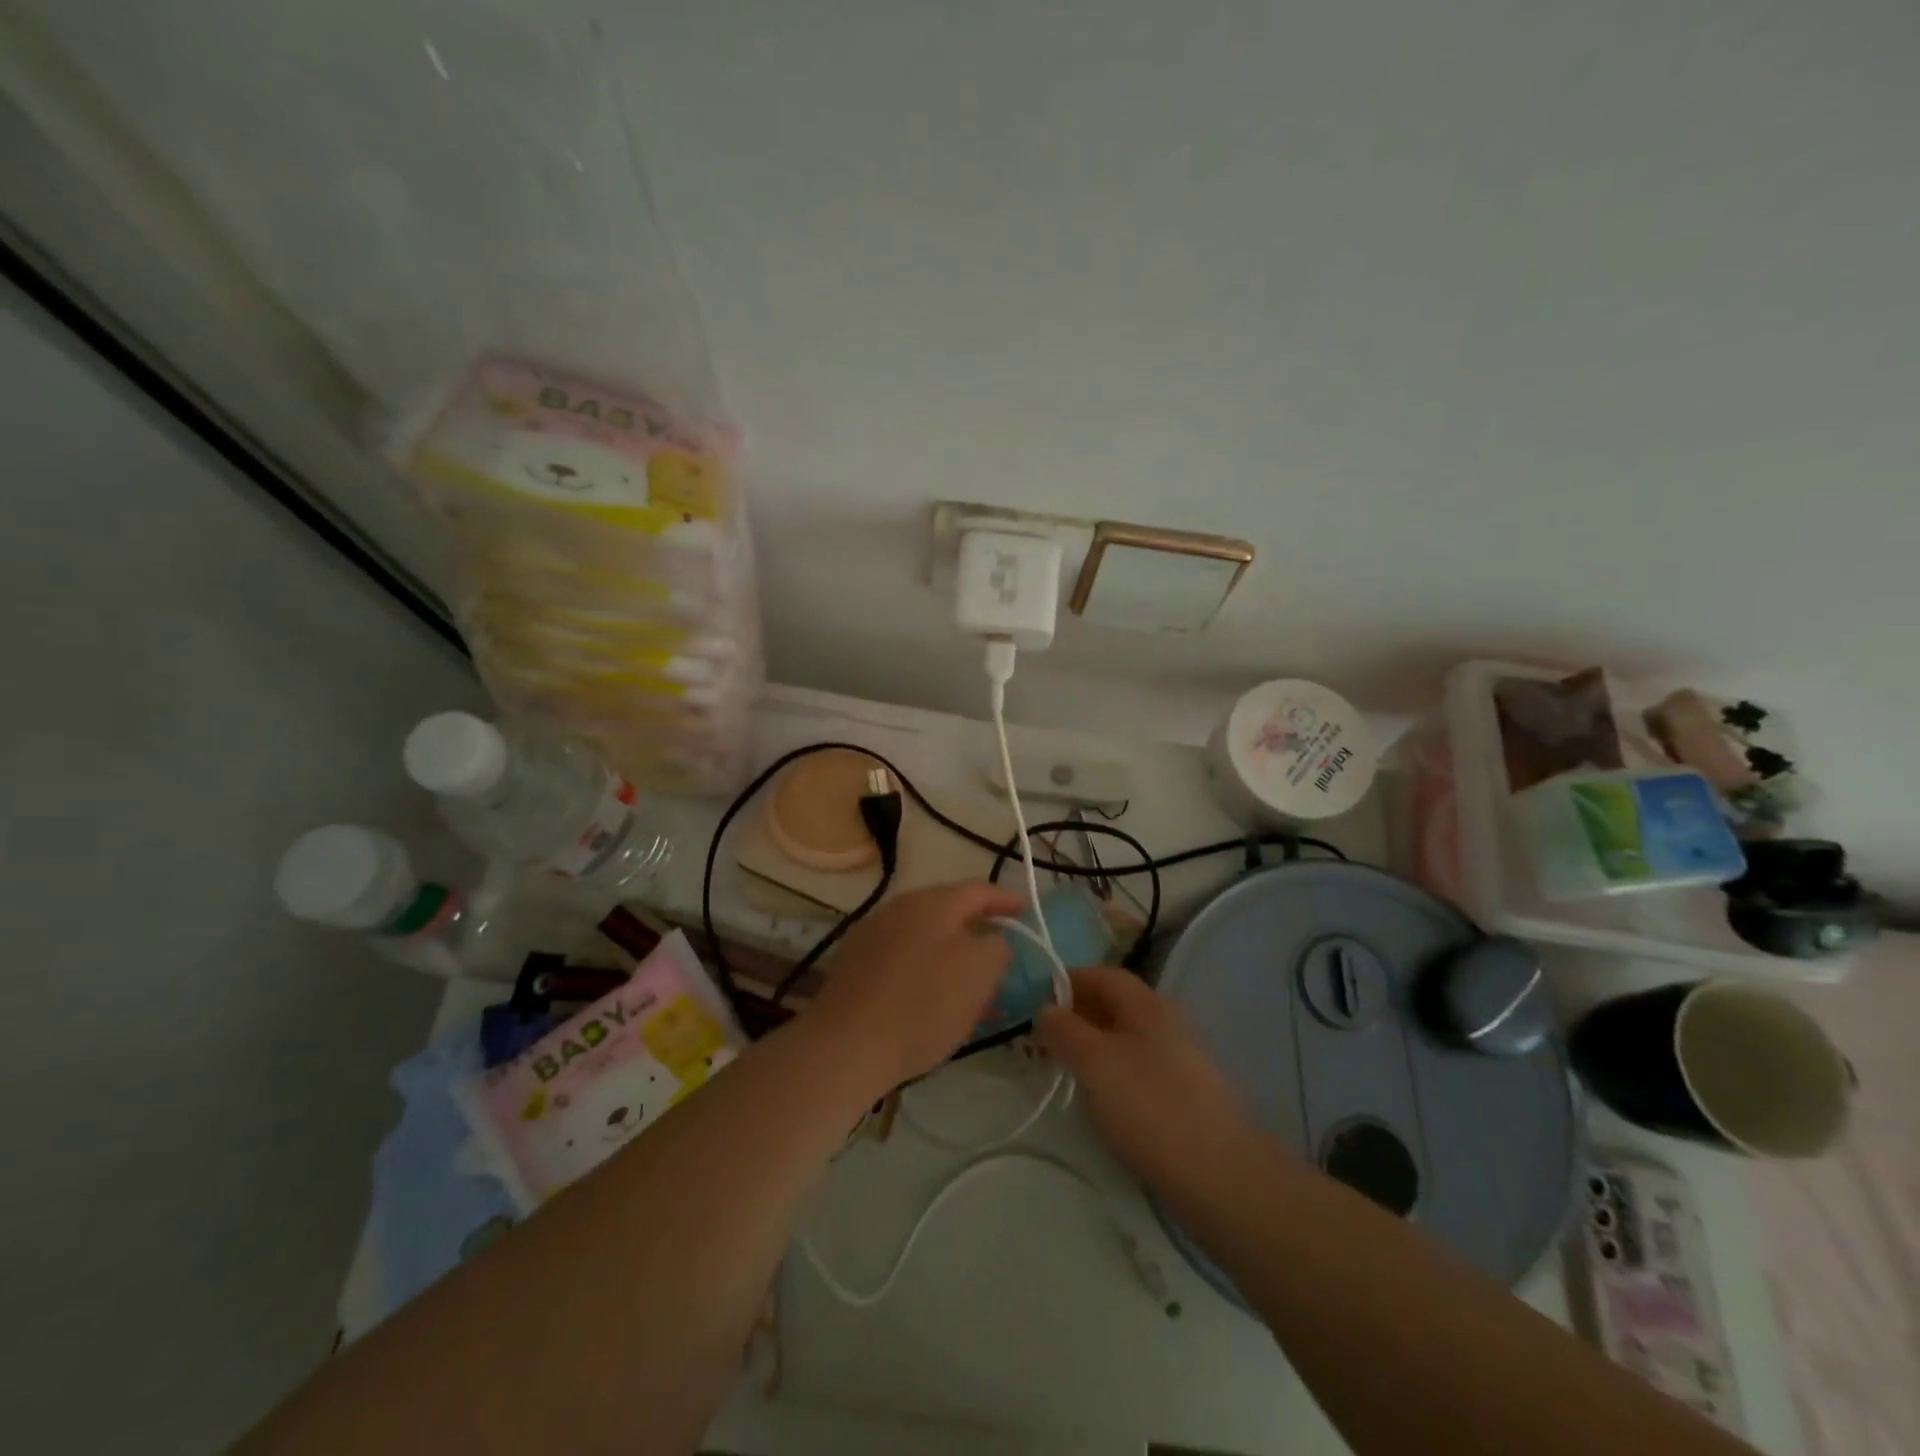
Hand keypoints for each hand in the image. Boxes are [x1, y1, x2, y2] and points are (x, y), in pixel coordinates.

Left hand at [807, 880, 1025, 1089]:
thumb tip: (993, 939)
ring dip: (950, 951)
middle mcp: (900, 906)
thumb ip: (998, 946)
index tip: (1026, 911)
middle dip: (977, 927)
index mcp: (933, 901)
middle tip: (1000, 949)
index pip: (979, 889)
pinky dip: (924, 967)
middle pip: (949, 909)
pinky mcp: (854, 962)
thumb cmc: (923, 1004)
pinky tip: (930, 996)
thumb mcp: (981, 972)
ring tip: (968, 980)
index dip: (1007, 900)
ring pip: (924, 934)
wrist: (846, 1045)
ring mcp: (872, 932)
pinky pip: (902, 955)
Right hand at [1036, 965, 1259, 1200]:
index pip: (1104, 975)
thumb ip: (1064, 1030)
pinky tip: (1097, 1097)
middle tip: (1042, 1036)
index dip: (1069, 980)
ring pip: (1124, 1038)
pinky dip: (1110, 1071)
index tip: (1036, 998)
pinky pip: (1136, 1068)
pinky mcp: (1181, 1095)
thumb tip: (1045, 1009)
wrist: (1217, 1174)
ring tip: (1062, 1066)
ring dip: (1091, 1044)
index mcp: (1147, 1005)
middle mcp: (1165, 1023)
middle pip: (1115, 1005)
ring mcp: (1177, 1060)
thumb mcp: (1094, 1062)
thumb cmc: (1149, 1105)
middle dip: (1077, 1014)